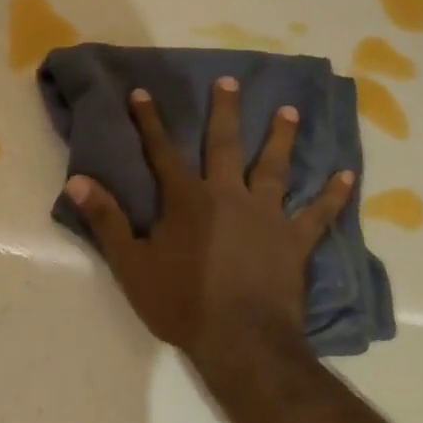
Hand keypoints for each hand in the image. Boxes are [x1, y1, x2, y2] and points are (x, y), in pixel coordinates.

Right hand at [65, 77, 353, 376]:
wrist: (240, 341)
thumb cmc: (180, 302)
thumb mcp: (130, 264)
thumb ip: (105, 219)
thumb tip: (76, 180)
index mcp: (187, 200)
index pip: (162, 151)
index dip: (149, 121)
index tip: (143, 93)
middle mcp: (228, 195)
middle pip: (224, 145)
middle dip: (225, 111)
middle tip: (230, 81)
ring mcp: (266, 215)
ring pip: (274, 167)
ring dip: (281, 138)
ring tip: (290, 111)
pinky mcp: (294, 241)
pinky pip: (318, 214)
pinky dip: (332, 195)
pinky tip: (347, 175)